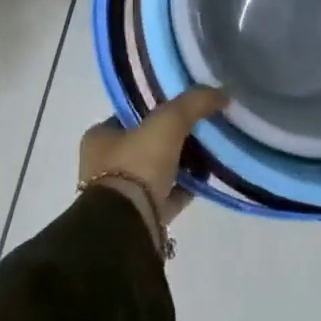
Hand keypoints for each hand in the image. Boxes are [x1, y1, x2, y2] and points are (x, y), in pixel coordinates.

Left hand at [80, 87, 228, 235]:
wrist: (128, 227)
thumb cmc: (137, 165)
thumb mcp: (168, 122)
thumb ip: (193, 103)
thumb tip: (221, 93)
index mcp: (99, 138)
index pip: (131, 115)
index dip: (157, 109)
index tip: (184, 108)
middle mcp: (103, 166)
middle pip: (145, 144)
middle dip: (171, 139)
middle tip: (200, 131)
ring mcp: (119, 196)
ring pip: (155, 172)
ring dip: (179, 165)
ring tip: (208, 154)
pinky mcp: (138, 220)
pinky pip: (165, 197)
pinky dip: (183, 190)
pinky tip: (205, 181)